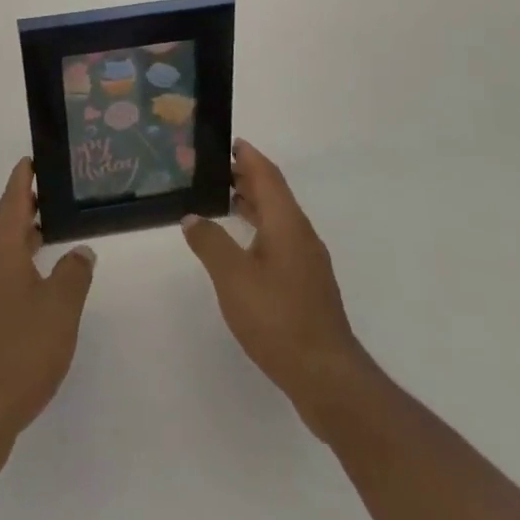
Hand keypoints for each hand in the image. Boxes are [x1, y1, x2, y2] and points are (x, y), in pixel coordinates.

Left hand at [0, 158, 95, 467]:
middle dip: (33, 205)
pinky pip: (1, 275)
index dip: (28, 173)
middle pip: (8, 219)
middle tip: (63, 194)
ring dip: (28, 238)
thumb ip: (75, 272)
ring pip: (4, 249)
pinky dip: (21, 266)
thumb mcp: (60, 307)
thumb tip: (80, 252)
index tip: (40, 155)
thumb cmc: (19, 349)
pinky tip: (42, 282)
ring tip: (58, 232)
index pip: (14, 194)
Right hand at [182, 140, 374, 440]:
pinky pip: (280, 241)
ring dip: (253, 205)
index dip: (248, 155)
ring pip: (278, 219)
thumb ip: (210, 242)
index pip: (267, 175)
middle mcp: (301, 235)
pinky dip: (259, 230)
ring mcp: (307, 262)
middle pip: (274, 194)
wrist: (327, 377)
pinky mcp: (307, 286)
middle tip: (213, 170)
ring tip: (222, 201)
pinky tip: (242, 249)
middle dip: (247, 177)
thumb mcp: (232, 277)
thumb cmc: (278, 318)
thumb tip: (192, 217)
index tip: (227, 141)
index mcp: (286, 223)